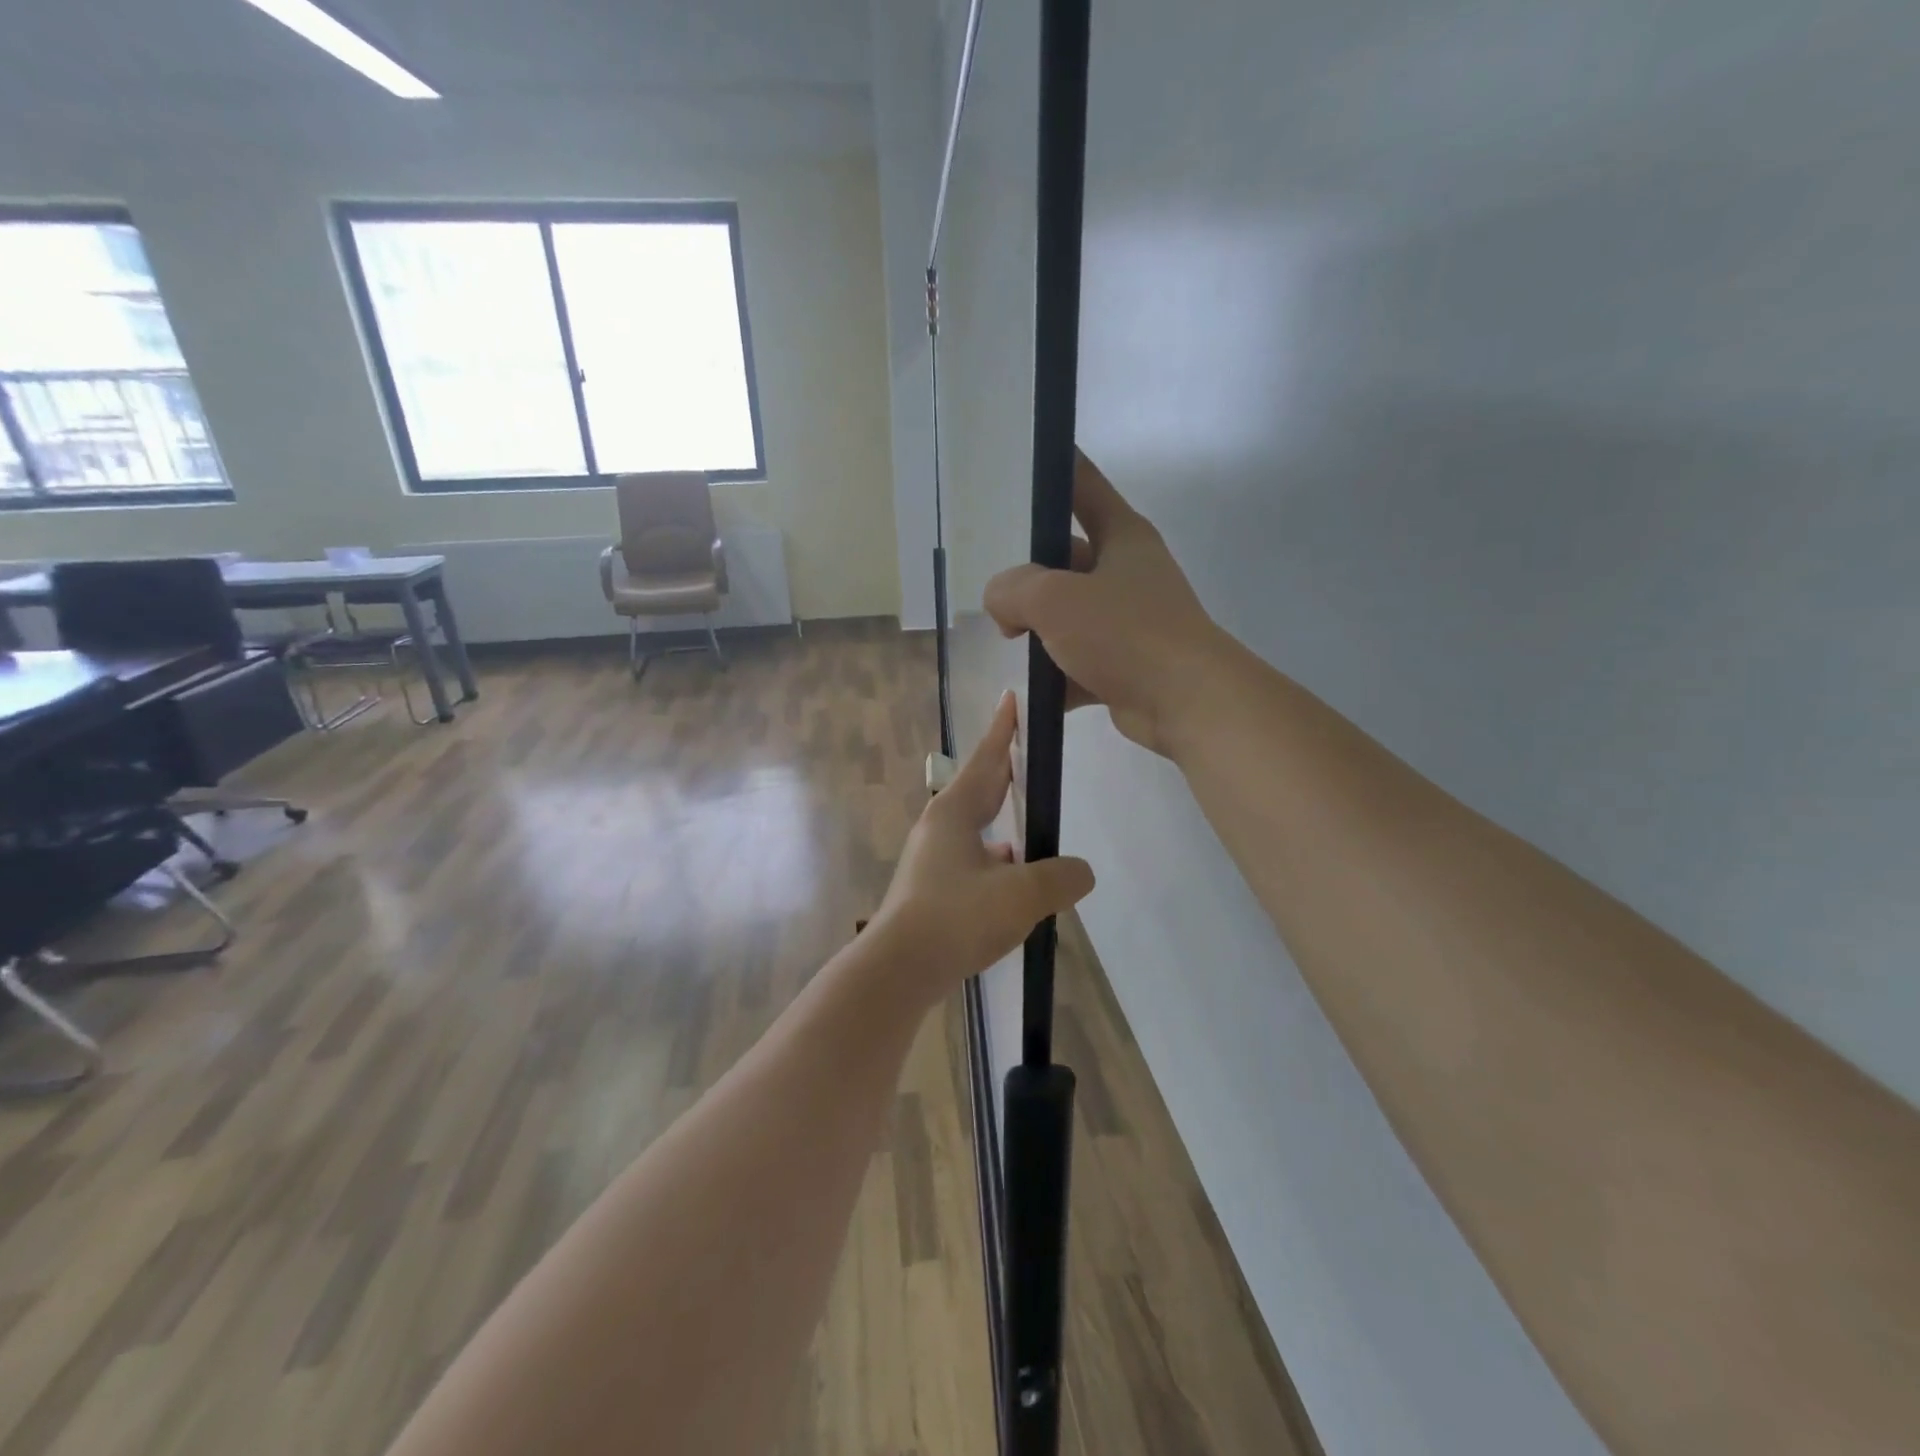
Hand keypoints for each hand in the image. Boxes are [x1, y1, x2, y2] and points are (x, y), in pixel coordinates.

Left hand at [872, 693, 1094, 994]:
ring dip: (1002, 823)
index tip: (1012, 700)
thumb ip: (1059, 877)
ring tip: (1033, 830)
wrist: (898, 969)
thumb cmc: (957, 918)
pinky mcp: (930, 890)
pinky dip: (995, 860)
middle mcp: (939, 828)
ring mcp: (931, 860)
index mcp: (955, 813)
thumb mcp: (1021, 895)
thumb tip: (1081, 871)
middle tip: (1029, 757)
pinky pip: (971, 860)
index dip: (1004, 730)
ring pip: (975, 829)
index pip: (987, 759)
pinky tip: (1011, 881)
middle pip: (979, 789)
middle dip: (1005, 772)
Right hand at [983, 452, 1227, 758]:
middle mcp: (1128, 572)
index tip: (1020, 461)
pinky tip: (1032, 688)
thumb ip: (1013, 589)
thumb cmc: (1124, 633)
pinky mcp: (1127, 664)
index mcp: (1122, 536)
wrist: (1185, 702)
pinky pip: (1080, 660)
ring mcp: (1130, 620)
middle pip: (1067, 558)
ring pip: (1071, 614)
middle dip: (1030, 576)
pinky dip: (1057, 673)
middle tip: (996, 593)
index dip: (1054, 469)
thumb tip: (1002, 605)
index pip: (1082, 485)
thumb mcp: (1054, 599)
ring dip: (1040, 629)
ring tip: (1008, 640)